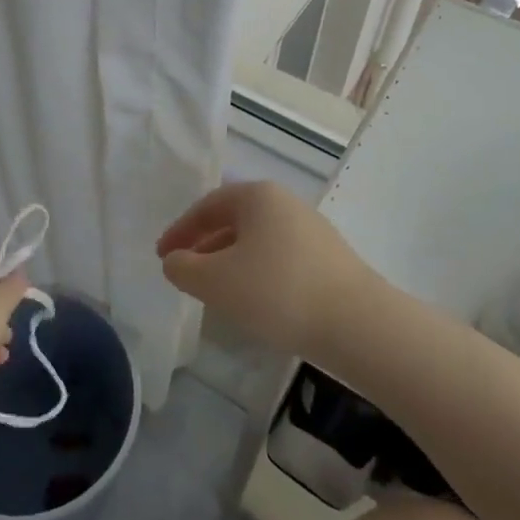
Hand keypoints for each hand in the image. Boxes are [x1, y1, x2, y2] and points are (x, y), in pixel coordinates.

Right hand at [156, 181, 378, 357]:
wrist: (357, 324)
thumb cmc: (276, 292)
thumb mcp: (215, 281)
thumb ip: (183, 268)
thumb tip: (176, 261)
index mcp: (258, 196)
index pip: (207, 206)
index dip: (180, 231)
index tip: (162, 256)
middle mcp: (286, 203)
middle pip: (234, 220)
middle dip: (205, 245)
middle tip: (185, 272)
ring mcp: (312, 230)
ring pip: (257, 241)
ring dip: (230, 261)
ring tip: (215, 291)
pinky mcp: (329, 259)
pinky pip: (279, 258)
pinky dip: (257, 273)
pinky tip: (254, 302)